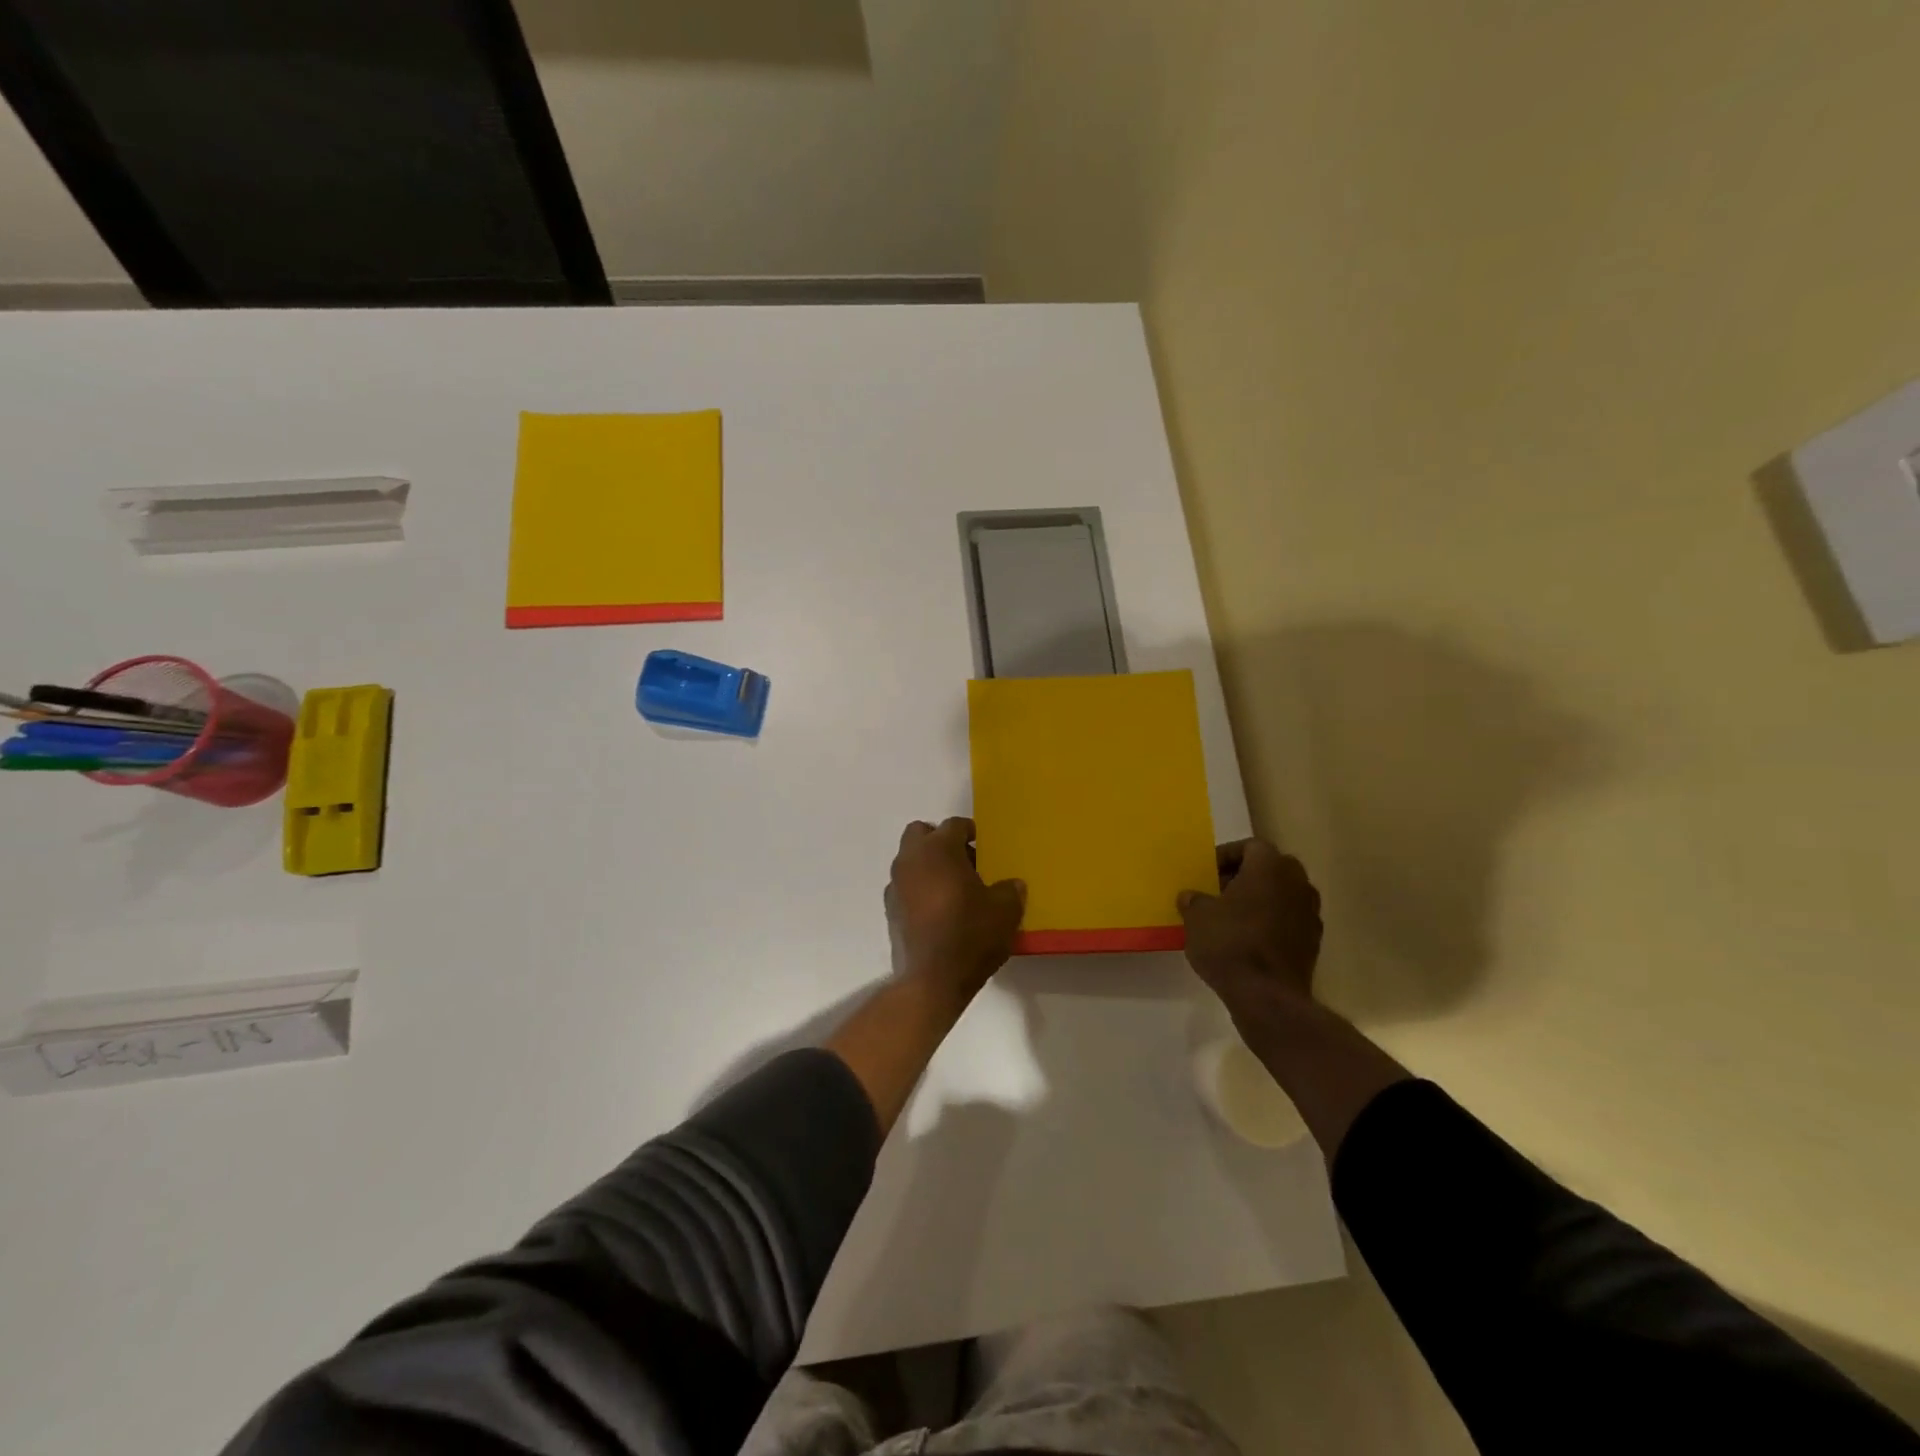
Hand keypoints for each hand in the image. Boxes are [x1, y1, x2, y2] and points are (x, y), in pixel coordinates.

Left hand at [887, 818, 1025, 1004]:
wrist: (932, 980)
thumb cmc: (971, 935)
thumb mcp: (1005, 911)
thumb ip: (1010, 890)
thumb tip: (1012, 885)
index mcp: (938, 849)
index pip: (954, 825)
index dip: (971, 831)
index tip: (984, 844)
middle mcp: (911, 859)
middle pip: (921, 834)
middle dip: (940, 841)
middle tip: (965, 861)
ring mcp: (895, 885)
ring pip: (910, 860)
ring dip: (928, 866)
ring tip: (953, 889)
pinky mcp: (890, 910)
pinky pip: (905, 886)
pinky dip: (919, 889)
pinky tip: (938, 911)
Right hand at [1178, 839, 1322, 1015]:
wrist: (1267, 996)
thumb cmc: (1229, 943)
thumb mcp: (1197, 916)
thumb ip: (1194, 900)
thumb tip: (1191, 897)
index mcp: (1271, 867)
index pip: (1250, 846)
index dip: (1226, 856)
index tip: (1207, 873)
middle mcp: (1297, 883)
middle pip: (1269, 869)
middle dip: (1243, 877)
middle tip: (1217, 892)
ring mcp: (1310, 914)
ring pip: (1280, 895)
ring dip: (1258, 901)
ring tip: (1230, 918)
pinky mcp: (1313, 942)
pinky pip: (1287, 921)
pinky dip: (1270, 924)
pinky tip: (1247, 941)